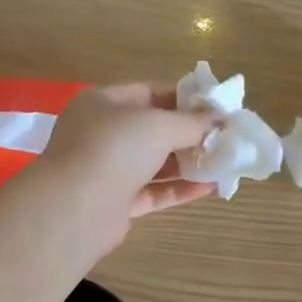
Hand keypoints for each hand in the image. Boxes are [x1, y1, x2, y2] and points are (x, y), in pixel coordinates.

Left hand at [39, 83, 217, 250]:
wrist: (76, 208)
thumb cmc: (114, 149)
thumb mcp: (159, 125)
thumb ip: (192, 122)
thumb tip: (220, 120)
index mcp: (104, 103)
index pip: (150, 93)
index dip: (185, 99)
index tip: (217, 108)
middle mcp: (102, 134)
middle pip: (153, 130)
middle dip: (190, 134)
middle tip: (225, 138)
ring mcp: (107, 170)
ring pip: (155, 163)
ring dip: (188, 163)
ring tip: (224, 163)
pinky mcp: (116, 203)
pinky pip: (154, 191)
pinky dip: (179, 189)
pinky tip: (210, 187)